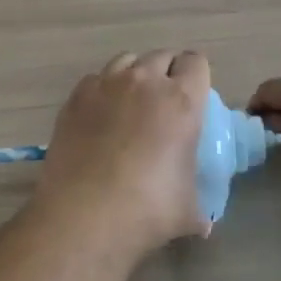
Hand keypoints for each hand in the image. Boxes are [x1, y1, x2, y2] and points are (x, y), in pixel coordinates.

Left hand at [35, 50, 212, 253]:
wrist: (83, 216)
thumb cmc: (147, 211)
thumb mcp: (188, 211)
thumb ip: (200, 207)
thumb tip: (204, 225)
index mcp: (181, 101)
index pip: (196, 63)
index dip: (196, 76)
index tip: (194, 96)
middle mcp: (144, 82)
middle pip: (161, 56)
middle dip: (167, 72)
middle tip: (164, 104)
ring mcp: (105, 85)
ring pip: (126, 60)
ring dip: (135, 75)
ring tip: (131, 104)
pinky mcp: (75, 97)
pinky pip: (96, 79)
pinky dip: (103, 90)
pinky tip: (101, 117)